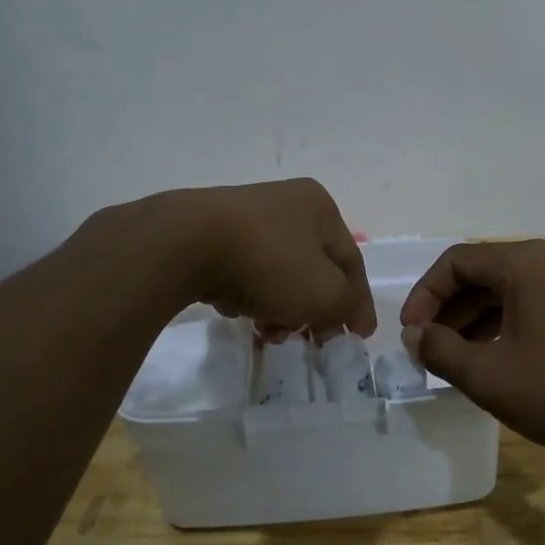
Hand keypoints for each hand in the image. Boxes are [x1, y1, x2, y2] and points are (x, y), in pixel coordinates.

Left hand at [157, 179, 375, 340]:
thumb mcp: (324, 291)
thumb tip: (346, 313)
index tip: (359, 336)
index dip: (359, 302)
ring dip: (280, 308)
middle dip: (313, 310)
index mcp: (319, 207)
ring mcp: (245, 217)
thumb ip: (346, 305)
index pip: (351, 261)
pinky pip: (243, 272)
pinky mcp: (211, 234)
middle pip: (313, 269)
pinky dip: (247, 296)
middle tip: (309, 341)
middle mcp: (285, 204)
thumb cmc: (268, 263)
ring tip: (266, 333)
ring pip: (278, 274)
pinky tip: (235, 312)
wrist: (184, 244)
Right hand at [400, 240, 544, 457]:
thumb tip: (416, 335)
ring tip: (456, 357)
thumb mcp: (488, 376)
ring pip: (510, 290)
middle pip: (483, 273)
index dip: (424, 295)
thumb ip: (440, 350)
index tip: (410, 333)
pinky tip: (496, 358)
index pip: (456, 262)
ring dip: (476, 318)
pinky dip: (506, 324)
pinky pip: (535, 303)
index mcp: (524, 263)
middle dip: (449, 309)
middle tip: (427, 346)